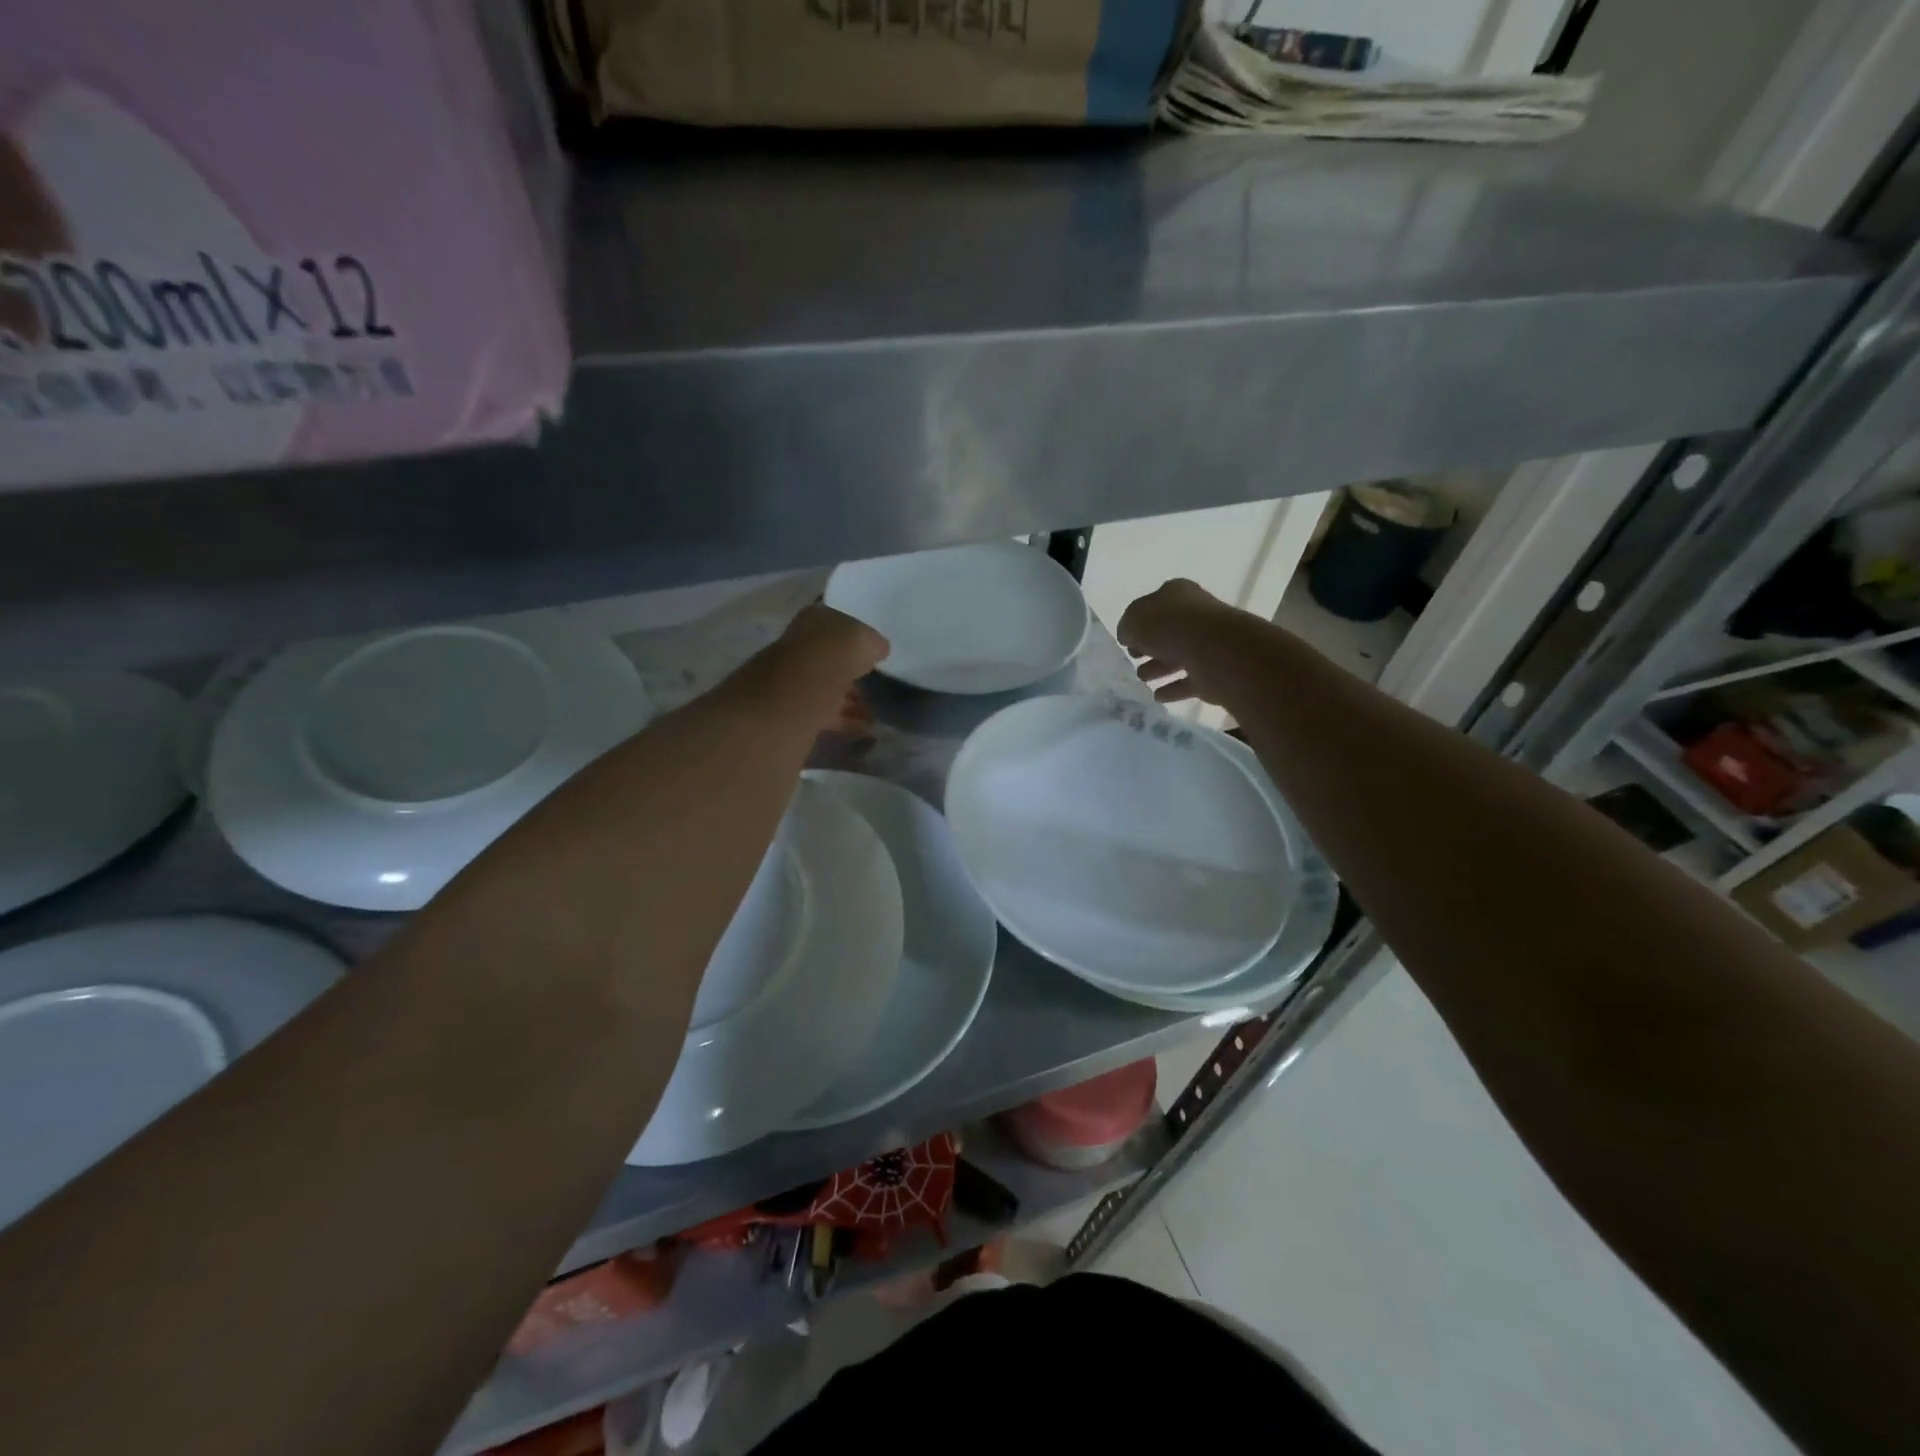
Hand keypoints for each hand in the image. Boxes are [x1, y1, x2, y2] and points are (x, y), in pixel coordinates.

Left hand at [725, 604, 889, 724]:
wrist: (795, 694)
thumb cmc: (831, 655)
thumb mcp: (864, 639)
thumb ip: (873, 643)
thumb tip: (880, 649)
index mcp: (813, 620)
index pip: (836, 625)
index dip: (856, 640)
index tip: (874, 655)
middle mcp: (798, 646)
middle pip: (830, 660)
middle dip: (852, 673)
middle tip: (876, 686)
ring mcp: (792, 680)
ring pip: (827, 688)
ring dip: (850, 700)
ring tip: (875, 712)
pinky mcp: (792, 711)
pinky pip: (824, 714)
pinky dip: (845, 720)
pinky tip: (864, 728)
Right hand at [1117, 579, 1249, 705]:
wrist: (1216, 652)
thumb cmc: (1171, 627)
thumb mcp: (1134, 621)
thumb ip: (1127, 627)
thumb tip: (1128, 637)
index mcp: (1177, 595)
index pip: (1153, 606)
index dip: (1138, 622)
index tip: (1126, 640)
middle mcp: (1195, 616)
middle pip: (1167, 632)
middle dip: (1149, 646)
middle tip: (1133, 657)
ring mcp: (1207, 645)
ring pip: (1177, 657)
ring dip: (1159, 668)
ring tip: (1142, 678)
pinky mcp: (1213, 673)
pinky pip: (1188, 682)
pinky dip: (1173, 689)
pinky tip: (1157, 696)